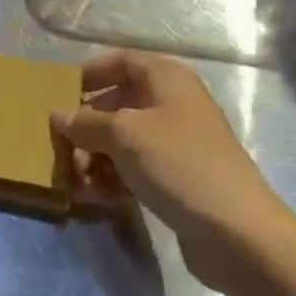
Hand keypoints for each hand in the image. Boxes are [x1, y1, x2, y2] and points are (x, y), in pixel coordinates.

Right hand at [51, 50, 295, 289]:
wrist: (238, 233)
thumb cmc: (178, 163)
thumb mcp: (123, 135)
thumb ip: (85, 122)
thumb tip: (57, 116)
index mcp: (166, 79)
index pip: (120, 62)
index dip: (89, 74)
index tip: (60, 93)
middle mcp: (172, 104)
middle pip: (117, 104)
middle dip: (86, 126)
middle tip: (61, 147)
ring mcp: (177, 144)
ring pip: (123, 141)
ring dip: (94, 157)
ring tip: (76, 180)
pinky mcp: (177, 179)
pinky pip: (135, 169)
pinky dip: (112, 178)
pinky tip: (92, 197)